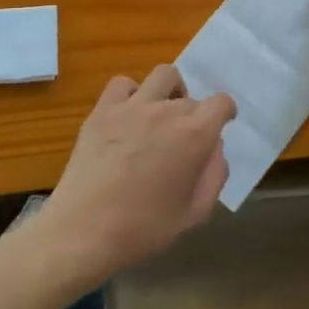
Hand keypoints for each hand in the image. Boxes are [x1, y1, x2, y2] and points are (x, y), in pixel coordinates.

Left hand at [31, 65, 235, 285]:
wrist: (84, 232)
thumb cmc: (144, 229)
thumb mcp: (195, 212)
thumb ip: (215, 174)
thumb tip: (215, 147)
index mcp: (195, 134)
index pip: (221, 103)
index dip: (225, 113)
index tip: (220, 125)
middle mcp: (167, 110)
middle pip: (191, 98)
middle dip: (194, 116)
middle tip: (183, 141)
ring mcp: (132, 106)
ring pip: (163, 76)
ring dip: (170, 91)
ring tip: (162, 114)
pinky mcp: (102, 111)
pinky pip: (123, 84)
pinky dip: (132, 93)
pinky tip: (129, 116)